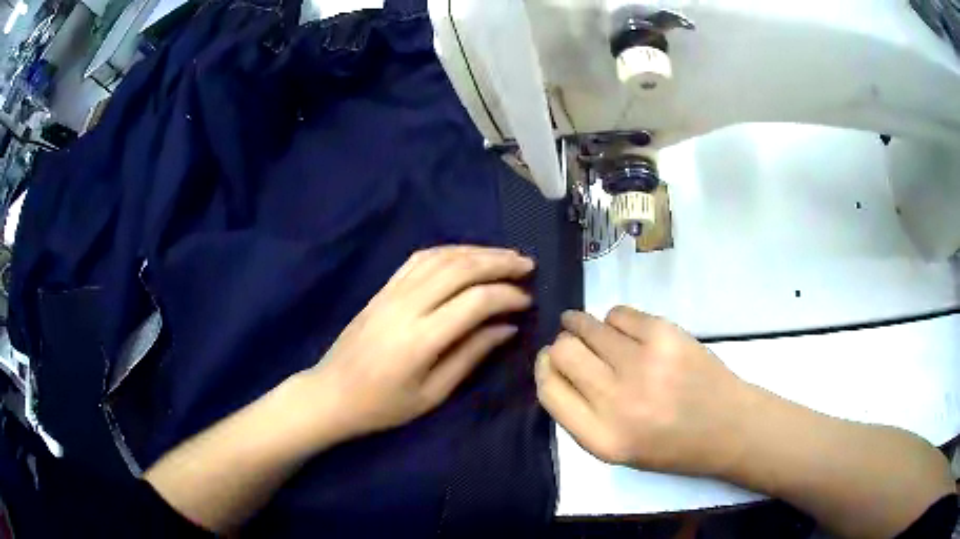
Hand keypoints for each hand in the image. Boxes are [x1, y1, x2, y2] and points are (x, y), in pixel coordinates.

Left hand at [302, 245, 533, 440]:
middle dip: (499, 263)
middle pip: (460, 269)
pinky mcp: (382, 289)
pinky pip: (419, 258)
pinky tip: (466, 256)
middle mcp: (407, 306)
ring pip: (441, 257)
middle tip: (527, 265)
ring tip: (505, 256)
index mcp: (421, 339)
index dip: (507, 296)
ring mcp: (391, 292)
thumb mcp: (432, 394)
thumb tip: (507, 328)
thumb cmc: (383, 405)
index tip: (528, 301)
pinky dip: (448, 251)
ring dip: (477, 252)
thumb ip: (471, 356)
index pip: (475, 301)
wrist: (331, 393)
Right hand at [536, 306, 753, 476]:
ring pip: (588, 326)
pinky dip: (615, 320)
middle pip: (562, 352)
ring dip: (583, 325)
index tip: (551, 360)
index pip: (548, 390)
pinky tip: (627, 331)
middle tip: (574, 344)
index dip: (544, 369)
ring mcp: (643, 364)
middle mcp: (617, 402)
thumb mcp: (615, 449)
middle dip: (562, 345)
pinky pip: (619, 313)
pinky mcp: (665, 334)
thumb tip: (554, 365)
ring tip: (594, 330)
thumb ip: (580, 415)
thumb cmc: (670, 445)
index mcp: (600, 439)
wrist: (727, 427)